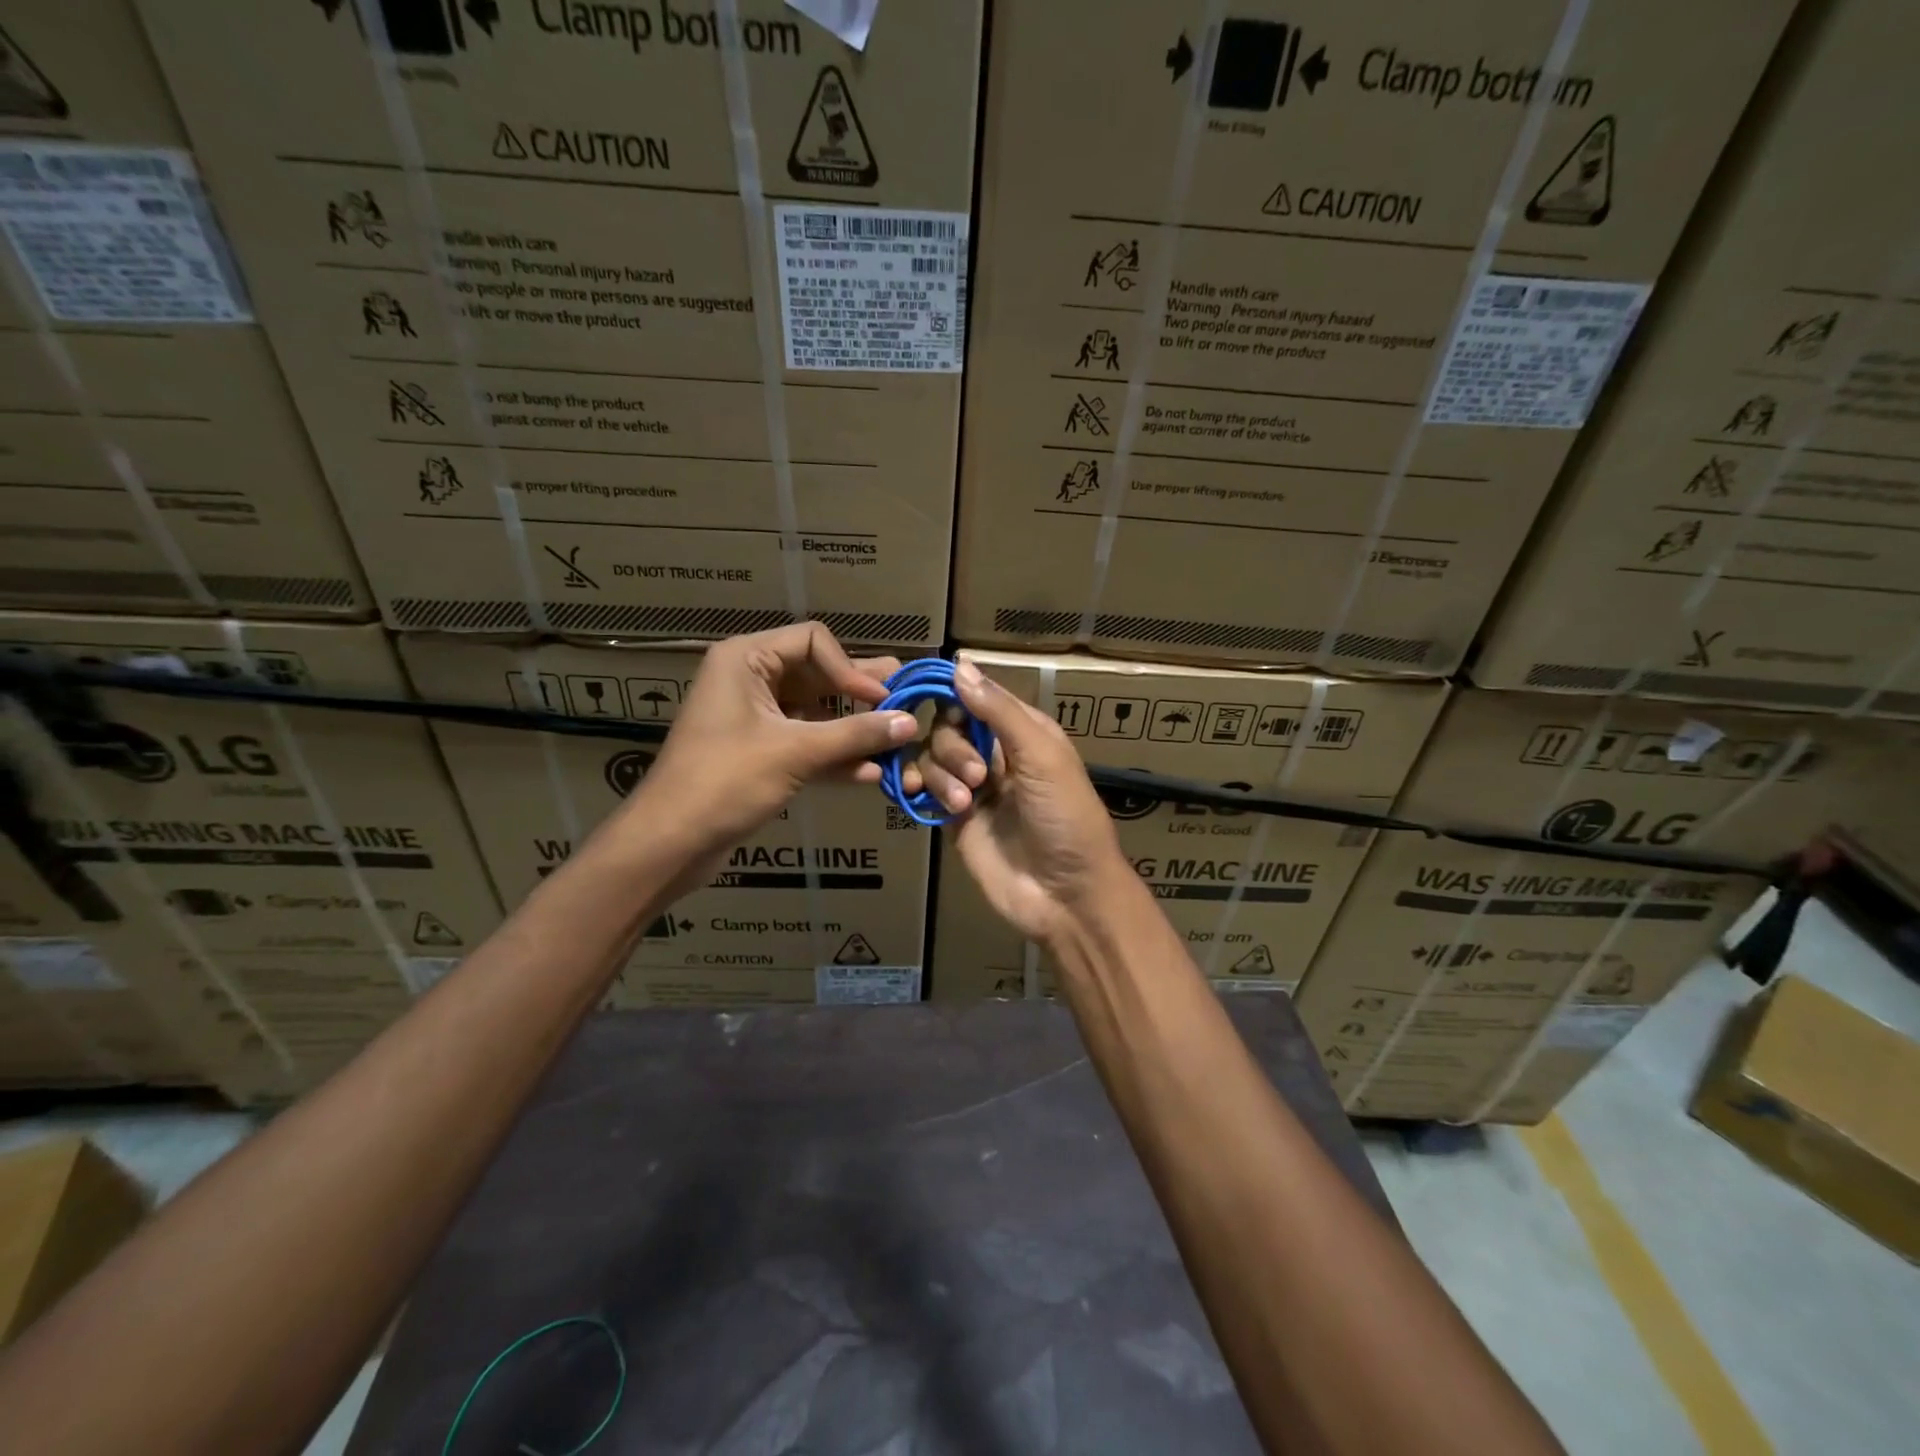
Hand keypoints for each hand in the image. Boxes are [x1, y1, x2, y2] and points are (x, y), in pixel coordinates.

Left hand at [616, 625, 914, 875]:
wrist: (671, 842)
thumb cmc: (726, 781)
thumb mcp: (796, 752)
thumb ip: (856, 734)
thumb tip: (910, 722)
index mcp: (746, 659)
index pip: (814, 641)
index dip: (852, 668)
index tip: (883, 699)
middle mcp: (750, 680)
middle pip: (818, 674)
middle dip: (861, 693)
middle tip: (907, 699)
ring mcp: (755, 718)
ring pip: (816, 712)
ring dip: (853, 728)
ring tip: (897, 739)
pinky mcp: (760, 753)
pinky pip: (806, 743)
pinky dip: (834, 755)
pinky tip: (870, 773)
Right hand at [906, 659, 1128, 943]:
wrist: (1065, 895)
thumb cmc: (1066, 818)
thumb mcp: (1041, 756)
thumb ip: (999, 711)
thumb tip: (960, 664)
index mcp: (1025, 732)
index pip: (979, 697)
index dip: (953, 693)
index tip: (922, 693)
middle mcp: (997, 754)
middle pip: (950, 727)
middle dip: (955, 748)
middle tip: (978, 778)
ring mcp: (975, 787)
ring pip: (935, 758)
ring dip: (943, 775)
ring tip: (965, 804)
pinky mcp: (955, 818)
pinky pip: (927, 789)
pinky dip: (919, 787)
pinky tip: (918, 796)